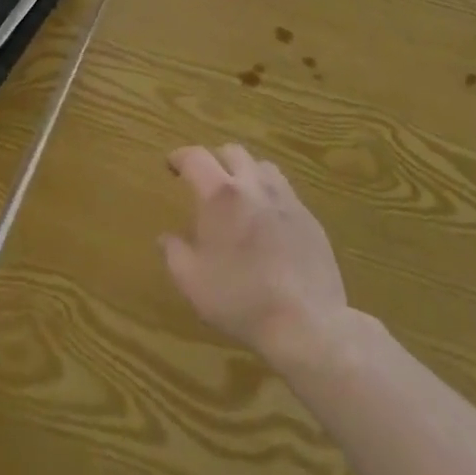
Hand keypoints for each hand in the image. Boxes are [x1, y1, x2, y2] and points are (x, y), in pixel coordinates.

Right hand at [160, 144, 349, 371]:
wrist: (306, 322)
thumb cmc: (240, 300)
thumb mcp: (192, 282)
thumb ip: (174, 253)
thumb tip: (166, 237)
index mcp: (220, 195)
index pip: (196, 158)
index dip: (180, 156)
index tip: (171, 164)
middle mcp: (254, 186)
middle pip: (233, 152)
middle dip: (214, 159)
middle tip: (205, 180)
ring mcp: (286, 200)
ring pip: (263, 167)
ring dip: (246, 172)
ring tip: (239, 194)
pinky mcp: (310, 218)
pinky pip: (285, 192)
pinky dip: (269, 195)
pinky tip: (267, 221)